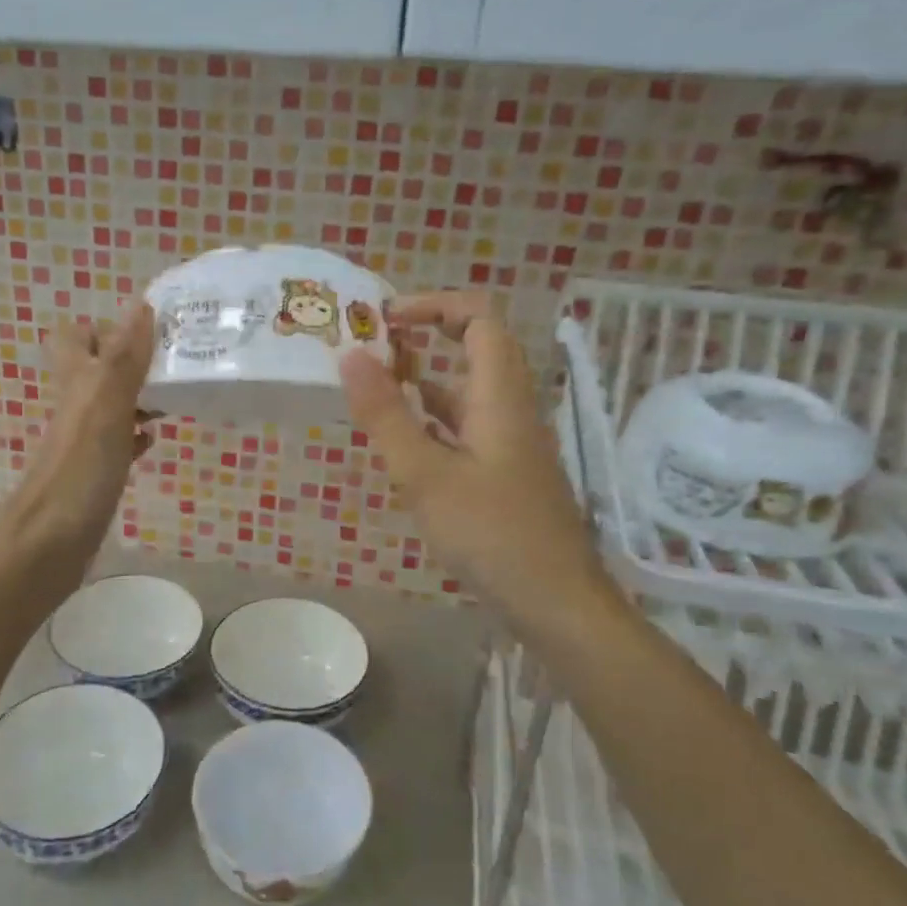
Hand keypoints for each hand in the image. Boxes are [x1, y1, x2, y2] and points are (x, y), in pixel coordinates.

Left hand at [0, 303, 158, 561]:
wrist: (46, 547)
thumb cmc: (78, 474)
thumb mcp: (105, 407)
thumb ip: (124, 358)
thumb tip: (142, 303)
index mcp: (75, 382)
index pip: (78, 334)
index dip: (109, 326)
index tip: (153, 332)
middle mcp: (76, 405)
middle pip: (99, 367)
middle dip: (134, 360)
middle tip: (174, 364)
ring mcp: (82, 440)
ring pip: (111, 402)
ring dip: (140, 395)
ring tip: (175, 396)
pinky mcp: (92, 472)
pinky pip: (116, 440)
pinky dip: (135, 435)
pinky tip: (154, 441)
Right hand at [340, 292, 607, 627]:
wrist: (556, 601)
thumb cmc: (491, 533)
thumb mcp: (425, 475)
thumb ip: (386, 414)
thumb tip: (350, 354)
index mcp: (500, 395)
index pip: (479, 318)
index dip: (434, 304)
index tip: (387, 318)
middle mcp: (511, 407)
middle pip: (476, 347)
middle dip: (426, 336)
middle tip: (374, 346)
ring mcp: (511, 441)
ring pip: (468, 391)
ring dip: (426, 379)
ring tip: (375, 387)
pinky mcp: (505, 471)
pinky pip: (467, 427)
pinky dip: (434, 419)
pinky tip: (403, 440)